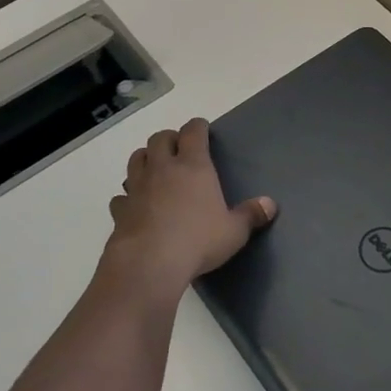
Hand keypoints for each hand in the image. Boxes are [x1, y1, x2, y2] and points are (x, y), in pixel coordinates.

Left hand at [103, 118, 275, 297]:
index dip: (198, 127)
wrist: (149, 263)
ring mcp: (137, 188)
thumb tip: (270, 204)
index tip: (202, 128)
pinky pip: (122, 195)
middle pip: (159, 138)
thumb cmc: (198, 240)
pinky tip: (135, 205)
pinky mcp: (120, 210)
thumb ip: (250, 215)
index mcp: (193, 167)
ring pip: (136, 159)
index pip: (193, 133)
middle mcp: (163, 169)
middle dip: (169, 138)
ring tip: (155, 168)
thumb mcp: (234, 231)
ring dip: (145, 158)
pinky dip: (128, 195)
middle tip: (178, 148)